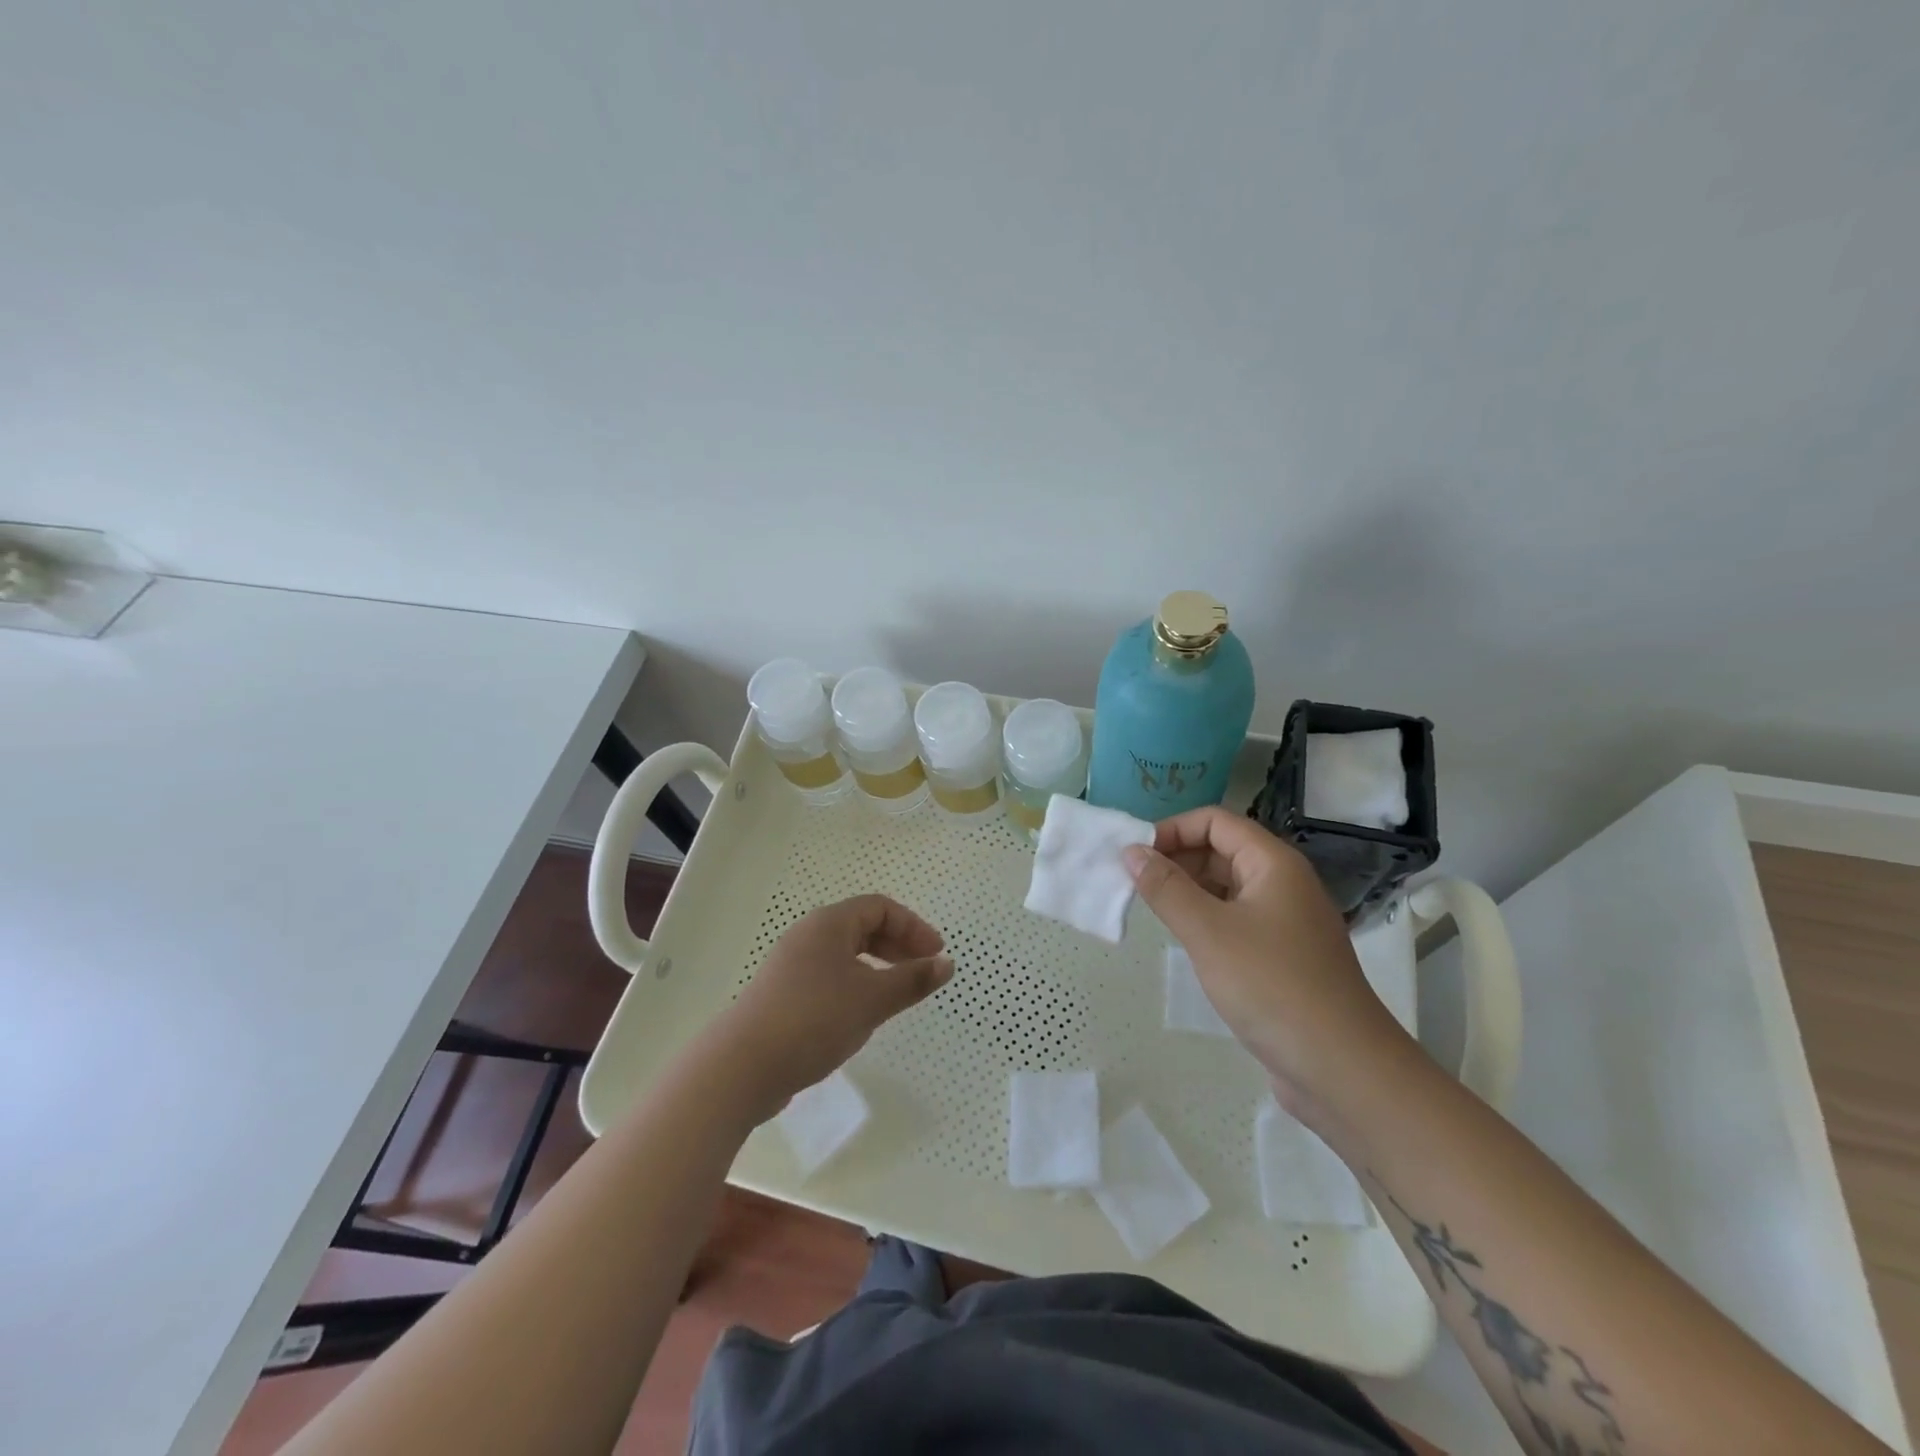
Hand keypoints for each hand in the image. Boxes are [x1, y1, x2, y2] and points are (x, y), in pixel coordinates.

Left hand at [708, 895, 952, 1118]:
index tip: (936, 954)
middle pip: (862, 927)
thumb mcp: (872, 999)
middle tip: (922, 970)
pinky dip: (855, 985)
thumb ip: (912, 980)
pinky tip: (861, 1015)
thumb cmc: (814, 1019)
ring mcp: (791, 966)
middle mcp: (808, 936)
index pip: (880, 908)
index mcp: (829, 924)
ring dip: (877, 967)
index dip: (913, 926)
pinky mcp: (782, 995)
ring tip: (896, 994)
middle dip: (898, 945)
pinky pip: (829, 977)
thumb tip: (947, 964)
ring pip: (845, 954)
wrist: (742, 1067)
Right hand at [1124, 808, 1415, 1119]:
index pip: (1216, 821)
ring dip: (1189, 889)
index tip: (1135, 856)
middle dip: (1177, 858)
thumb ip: (1166, 888)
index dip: (1173, 829)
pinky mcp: (1283, 955)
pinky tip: (1184, 939)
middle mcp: (1283, 883)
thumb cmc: (1273, 986)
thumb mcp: (1208, 932)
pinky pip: (1236, 919)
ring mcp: (1286, 921)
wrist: (1343, 1068)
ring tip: (1152, 910)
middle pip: (1222, 850)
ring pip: (1228, 886)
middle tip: (1135, 884)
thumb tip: (1131, 851)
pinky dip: (1206, 918)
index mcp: (1274, 864)